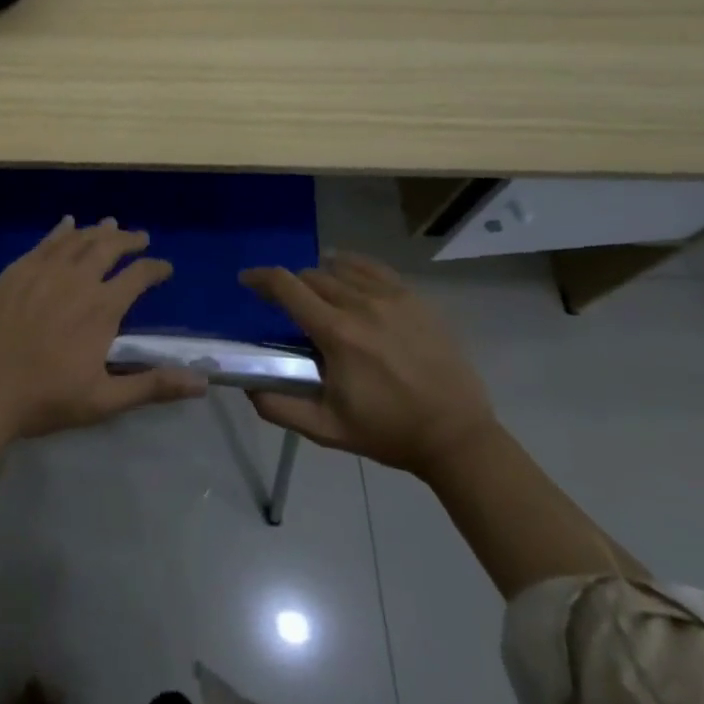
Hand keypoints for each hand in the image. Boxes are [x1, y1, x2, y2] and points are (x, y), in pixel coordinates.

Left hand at [0, 216, 208, 440]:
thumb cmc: (46, 399)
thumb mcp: (104, 400)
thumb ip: (152, 386)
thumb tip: (201, 382)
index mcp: (101, 308)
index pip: (138, 276)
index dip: (155, 269)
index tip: (165, 268)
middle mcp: (76, 279)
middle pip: (109, 247)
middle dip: (129, 239)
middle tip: (140, 236)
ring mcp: (43, 271)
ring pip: (77, 239)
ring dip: (97, 231)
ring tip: (110, 225)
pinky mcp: (16, 271)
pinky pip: (44, 243)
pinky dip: (61, 231)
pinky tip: (67, 224)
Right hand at [240, 251, 496, 479]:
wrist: (456, 436)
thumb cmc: (388, 431)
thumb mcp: (327, 430)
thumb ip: (280, 408)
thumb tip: (247, 386)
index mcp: (337, 334)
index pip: (287, 287)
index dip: (260, 278)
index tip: (246, 280)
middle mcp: (361, 305)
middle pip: (311, 275)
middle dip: (292, 287)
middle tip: (290, 309)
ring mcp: (392, 297)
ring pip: (340, 268)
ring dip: (321, 278)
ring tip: (321, 298)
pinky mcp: (414, 298)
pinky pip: (373, 267)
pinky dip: (351, 267)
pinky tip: (348, 278)